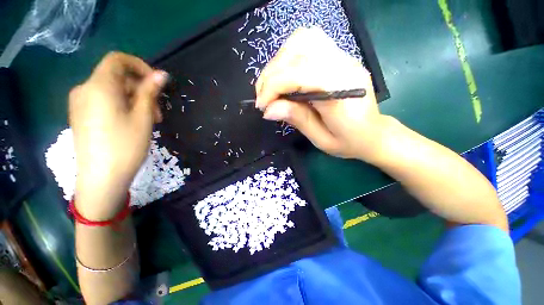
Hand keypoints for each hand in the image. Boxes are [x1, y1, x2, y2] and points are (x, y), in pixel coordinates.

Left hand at [69, 52, 166, 219]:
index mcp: (99, 86)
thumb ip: (150, 92)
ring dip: (134, 100)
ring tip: (148, 121)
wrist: (101, 178)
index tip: (156, 83)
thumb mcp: (143, 117)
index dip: (140, 66)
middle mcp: (85, 89)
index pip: (118, 60)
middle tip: (157, 112)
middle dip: (141, 90)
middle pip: (117, 77)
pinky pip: (104, 101)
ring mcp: (80, 103)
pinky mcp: (81, 115)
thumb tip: (161, 74)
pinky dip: (122, 106)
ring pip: (112, 90)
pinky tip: (132, 122)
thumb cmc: (125, 146)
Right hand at [255, 27, 388, 161]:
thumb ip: (297, 119)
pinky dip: (290, 55)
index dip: (273, 86)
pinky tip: (286, 75)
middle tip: (263, 96)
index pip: (300, 74)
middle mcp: (345, 66)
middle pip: (299, 51)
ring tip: (272, 85)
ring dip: (280, 61)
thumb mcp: (321, 139)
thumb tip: (268, 109)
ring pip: (303, 40)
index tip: (261, 105)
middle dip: (272, 74)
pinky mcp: (339, 57)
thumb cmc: (349, 142)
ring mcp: (344, 57)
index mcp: (342, 91)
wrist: (373, 134)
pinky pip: (310, 42)